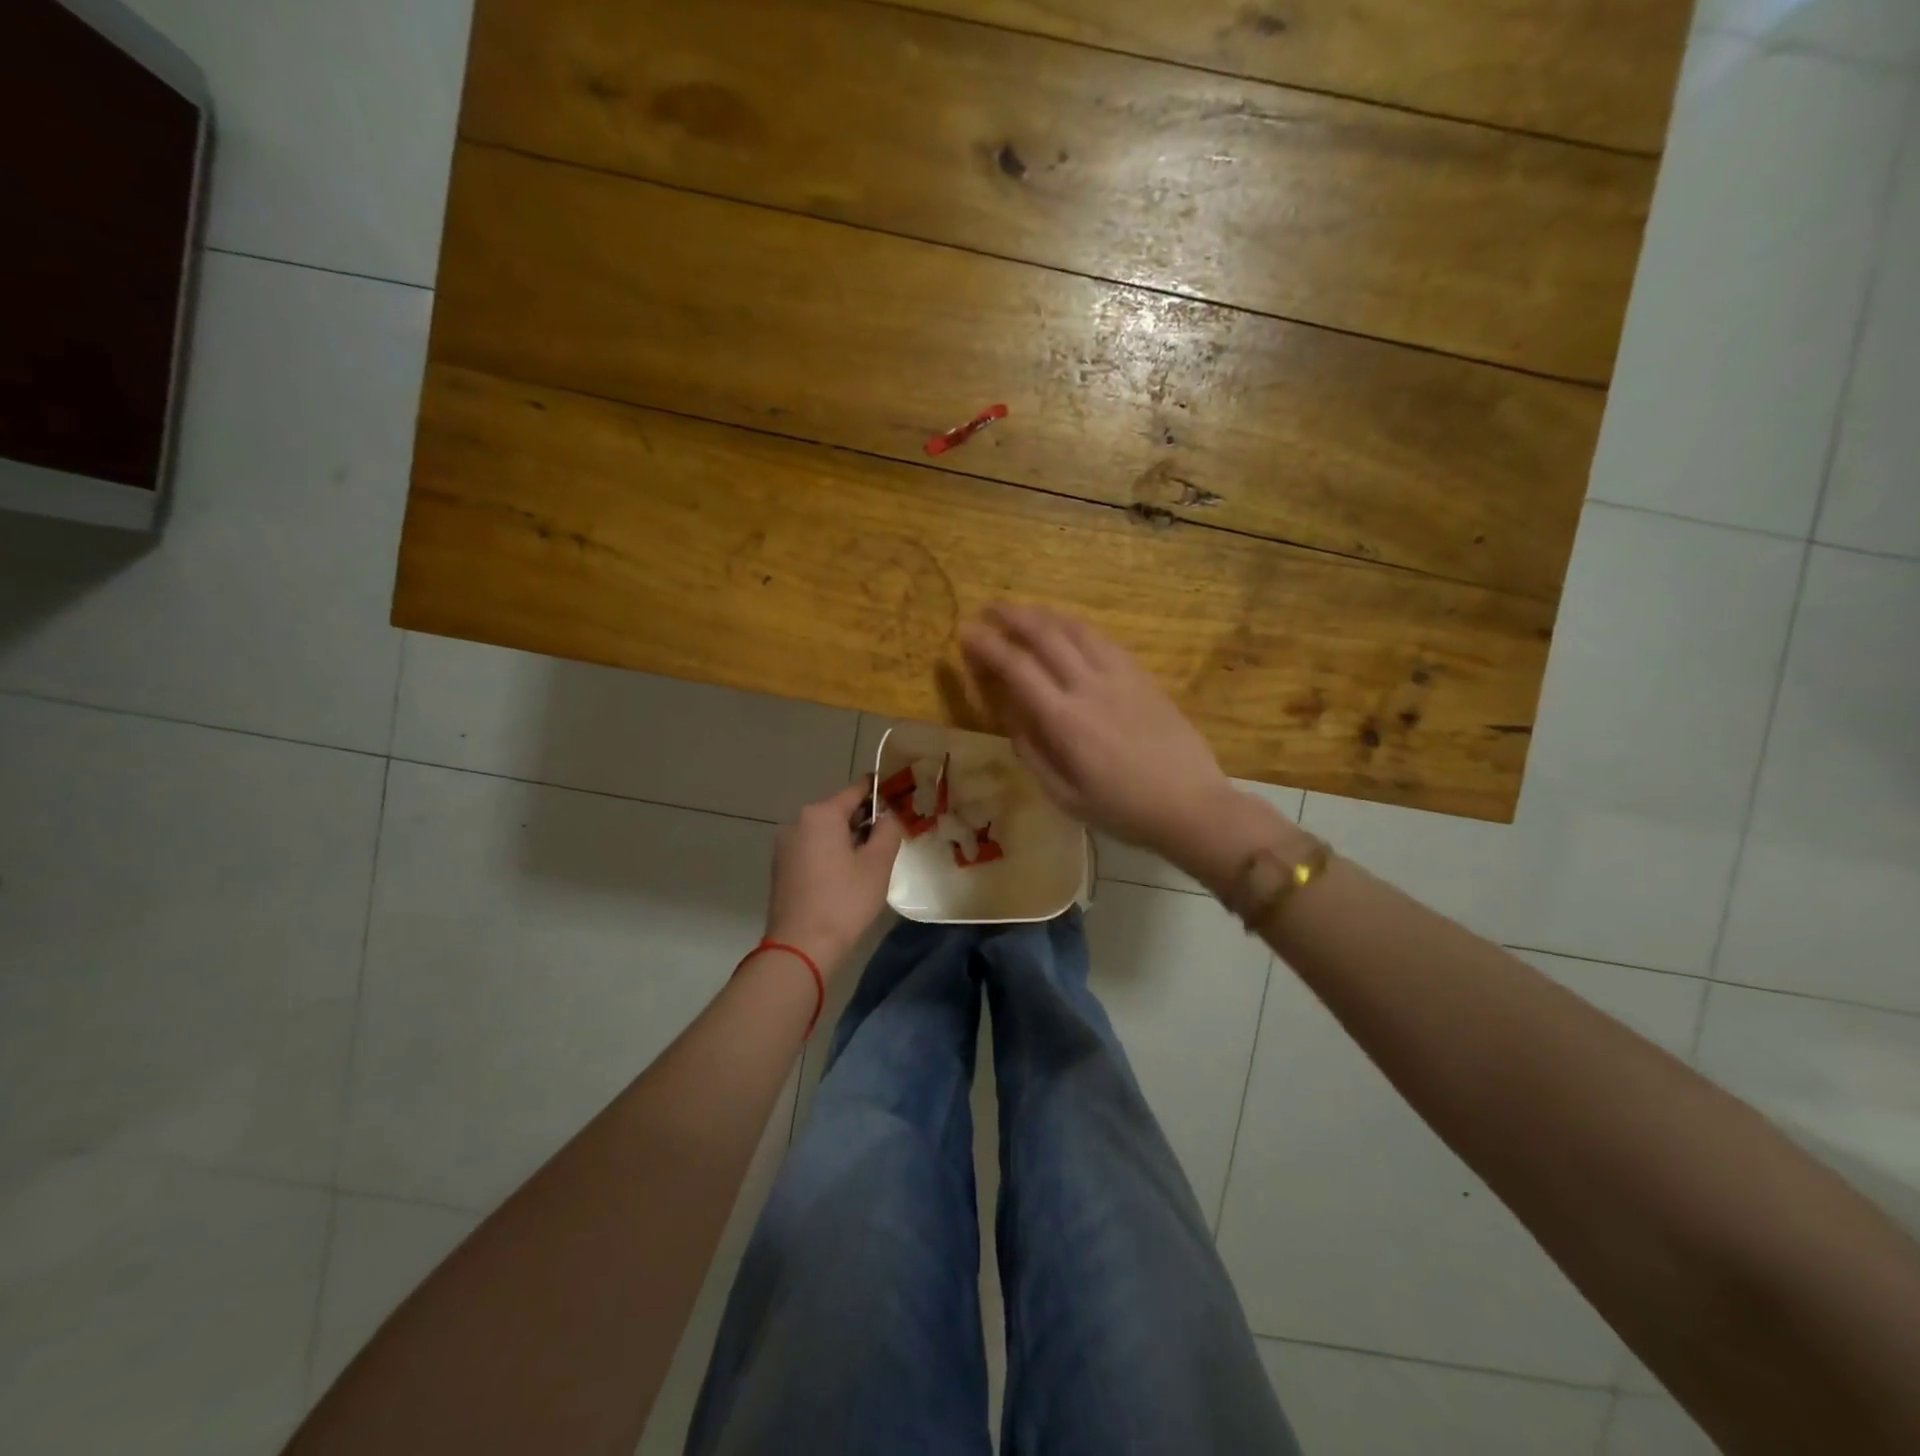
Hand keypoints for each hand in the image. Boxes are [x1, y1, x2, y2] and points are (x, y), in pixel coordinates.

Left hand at [764, 781, 904, 974]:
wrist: (800, 947)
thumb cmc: (844, 901)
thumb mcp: (877, 864)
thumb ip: (888, 830)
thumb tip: (889, 814)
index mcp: (821, 814)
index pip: (857, 789)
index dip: (881, 791)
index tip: (901, 796)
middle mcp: (798, 822)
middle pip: (839, 810)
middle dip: (865, 819)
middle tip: (892, 835)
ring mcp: (785, 845)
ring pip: (825, 831)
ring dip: (849, 838)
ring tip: (873, 859)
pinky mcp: (781, 867)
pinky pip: (813, 848)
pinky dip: (831, 853)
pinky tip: (848, 875)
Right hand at [958, 604, 1235, 857]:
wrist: (1191, 805)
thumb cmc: (1122, 809)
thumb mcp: (1064, 795)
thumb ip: (1032, 752)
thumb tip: (1010, 716)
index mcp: (1065, 721)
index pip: (1016, 668)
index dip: (987, 646)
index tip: (965, 632)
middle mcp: (1089, 687)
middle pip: (1044, 636)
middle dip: (1012, 617)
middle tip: (989, 610)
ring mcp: (1120, 676)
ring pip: (1076, 629)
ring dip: (1044, 614)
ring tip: (1023, 611)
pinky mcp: (1143, 675)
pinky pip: (1103, 639)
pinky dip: (1077, 626)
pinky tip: (1067, 628)